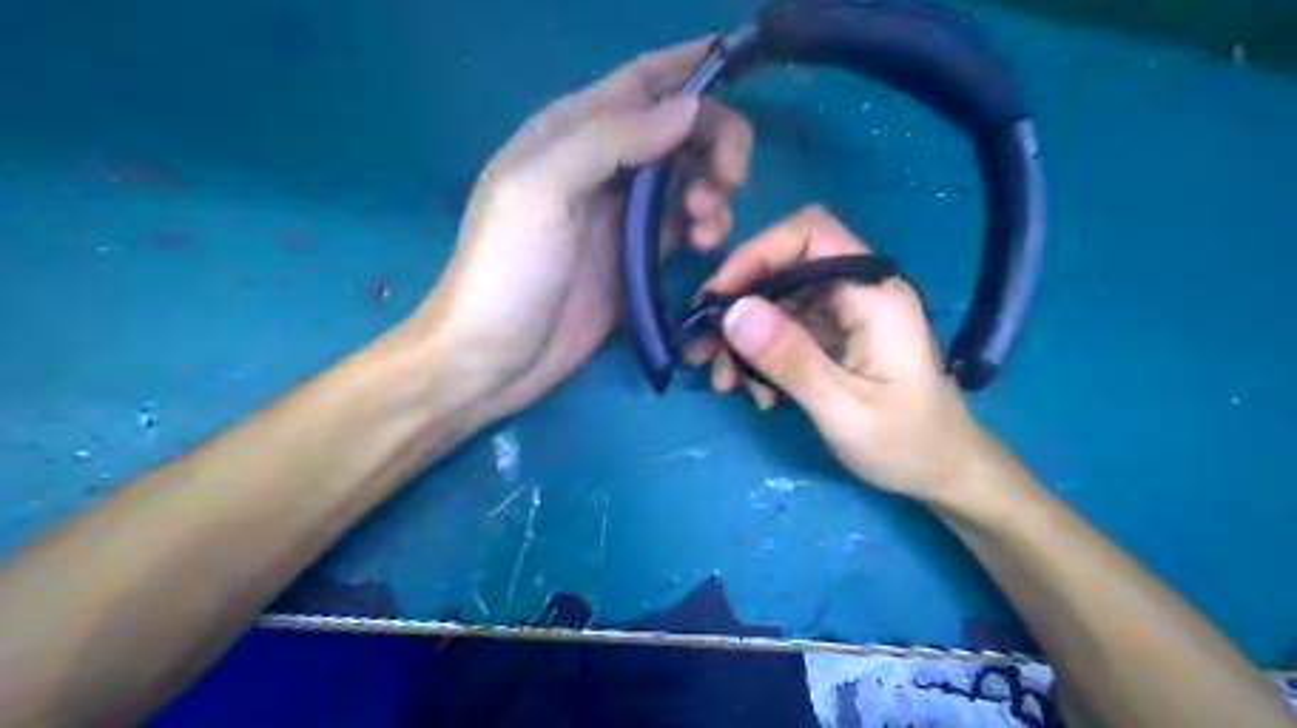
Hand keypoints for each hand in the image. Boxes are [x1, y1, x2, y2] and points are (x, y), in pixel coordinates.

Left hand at [400, 39, 755, 424]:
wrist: (494, 357)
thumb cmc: (507, 270)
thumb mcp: (541, 189)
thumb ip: (610, 139)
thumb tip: (689, 110)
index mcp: (570, 132)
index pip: (641, 82)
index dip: (690, 68)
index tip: (740, 71)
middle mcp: (600, 165)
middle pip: (675, 129)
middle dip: (714, 141)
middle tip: (732, 178)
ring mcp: (620, 214)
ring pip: (686, 177)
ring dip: (712, 189)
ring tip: (707, 223)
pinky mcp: (635, 256)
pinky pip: (683, 225)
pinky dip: (704, 226)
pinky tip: (704, 244)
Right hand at [689, 205, 994, 500]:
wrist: (940, 470)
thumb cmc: (905, 442)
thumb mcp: (843, 407)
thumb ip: (791, 359)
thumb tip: (732, 312)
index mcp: (874, 293)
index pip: (809, 236)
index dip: (756, 254)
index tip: (717, 299)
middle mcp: (857, 291)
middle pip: (782, 268)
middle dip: (737, 306)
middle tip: (701, 350)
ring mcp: (843, 313)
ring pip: (775, 302)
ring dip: (742, 338)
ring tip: (722, 380)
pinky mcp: (832, 335)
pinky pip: (783, 330)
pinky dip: (760, 356)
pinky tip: (755, 393)